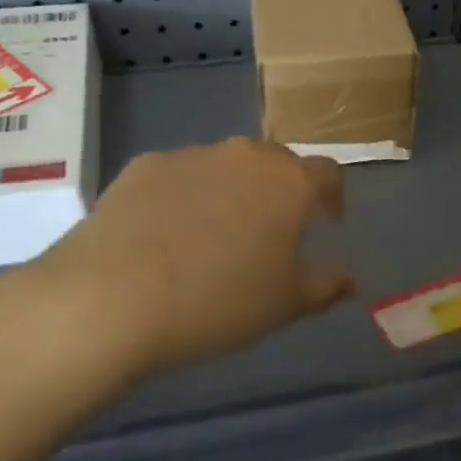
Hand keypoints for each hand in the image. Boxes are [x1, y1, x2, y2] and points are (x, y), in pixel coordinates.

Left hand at [0, 138, 353, 389]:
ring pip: (226, 166)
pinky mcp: (143, 165)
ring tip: (215, 236)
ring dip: (233, 192)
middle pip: (276, 163)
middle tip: (272, 231)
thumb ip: (324, 287)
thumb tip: (349, 281)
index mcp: (288, 182)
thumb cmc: (217, 302)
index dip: (332, 196)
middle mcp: (244, 155)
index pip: (328, 173)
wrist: (111, 298)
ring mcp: (191, 155)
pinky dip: (186, 195)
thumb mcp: (284, 305)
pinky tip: (167, 234)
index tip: (327, 222)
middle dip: (282, 191)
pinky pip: (179, 175)